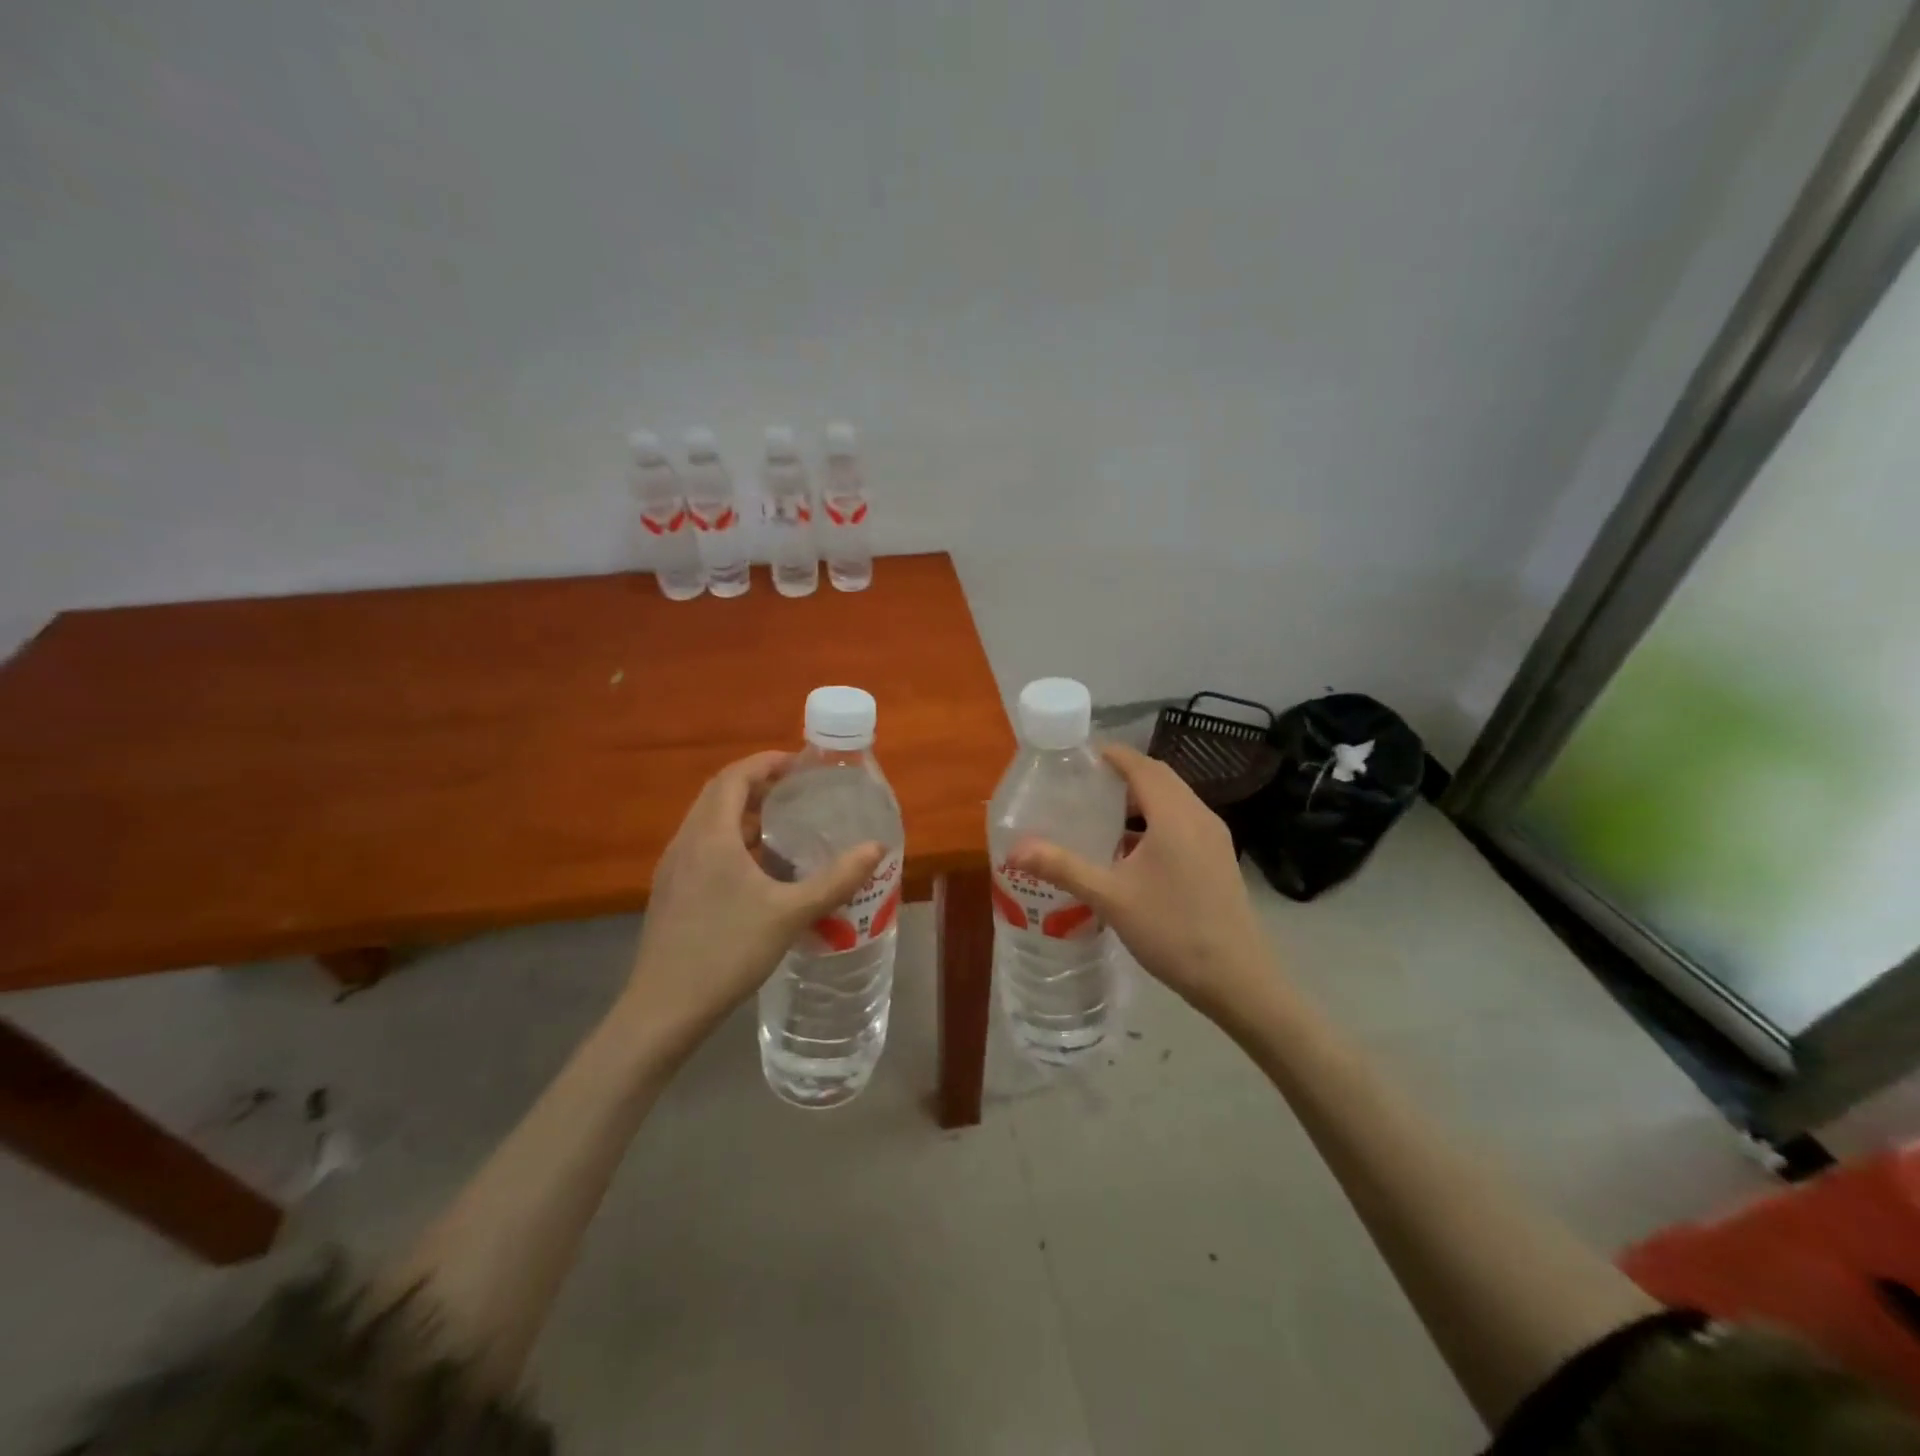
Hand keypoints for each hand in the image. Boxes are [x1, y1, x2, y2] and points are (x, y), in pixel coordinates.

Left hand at [625, 751, 882, 1044]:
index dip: (766, 763)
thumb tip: (877, 848)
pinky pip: (703, 848)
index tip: (800, 764)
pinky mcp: (670, 893)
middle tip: (797, 792)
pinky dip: (732, 841)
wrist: (664, 1009)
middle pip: (719, 795)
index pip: (734, 777)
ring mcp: (673, 869)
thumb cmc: (727, 951)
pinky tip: (758, 872)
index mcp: (710, 835)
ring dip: (744, 815)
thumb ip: (836, 879)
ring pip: (709, 823)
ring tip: (784, 827)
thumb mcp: (791, 913)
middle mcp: (686, 842)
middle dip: (758, 785)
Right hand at [1007, 744, 1275, 1023]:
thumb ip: (1062, 867)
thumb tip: (1014, 850)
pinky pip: (1183, 822)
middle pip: (1160, 778)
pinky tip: (1131, 851)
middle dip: (1123, 774)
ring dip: (1140, 799)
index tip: (1079, 755)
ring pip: (1174, 801)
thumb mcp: (1110, 897)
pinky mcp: (1218, 859)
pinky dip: (1156, 821)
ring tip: (1102, 814)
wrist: (1237, 979)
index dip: (1112, 754)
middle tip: (1084, 783)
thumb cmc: (1172, 930)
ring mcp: (1214, 838)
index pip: (1141, 765)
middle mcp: (1199, 816)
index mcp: (1174, 815)